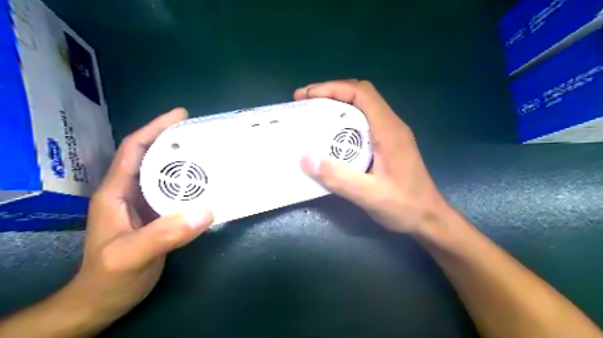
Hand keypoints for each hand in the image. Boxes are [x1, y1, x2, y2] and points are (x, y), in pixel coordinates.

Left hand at [68, 109, 213, 323]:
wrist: (103, 302)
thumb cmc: (109, 278)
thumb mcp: (131, 256)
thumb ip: (165, 234)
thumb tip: (205, 211)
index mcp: (117, 191)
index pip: (134, 149)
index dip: (155, 128)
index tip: (180, 115)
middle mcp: (130, 192)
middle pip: (153, 157)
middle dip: (176, 142)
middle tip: (205, 134)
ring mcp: (145, 205)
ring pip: (166, 175)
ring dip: (187, 163)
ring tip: (212, 155)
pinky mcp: (158, 217)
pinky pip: (176, 194)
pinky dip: (192, 186)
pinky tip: (208, 187)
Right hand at [294, 80, 444, 232]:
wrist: (429, 219)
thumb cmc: (404, 207)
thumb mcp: (369, 195)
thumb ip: (339, 178)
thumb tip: (305, 158)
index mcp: (389, 130)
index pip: (361, 94)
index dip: (332, 88)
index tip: (307, 95)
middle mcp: (391, 125)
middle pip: (360, 96)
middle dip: (331, 93)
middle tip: (305, 102)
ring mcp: (391, 134)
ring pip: (362, 108)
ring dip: (337, 106)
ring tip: (313, 114)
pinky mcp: (388, 145)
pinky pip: (363, 123)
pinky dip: (343, 122)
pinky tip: (331, 136)